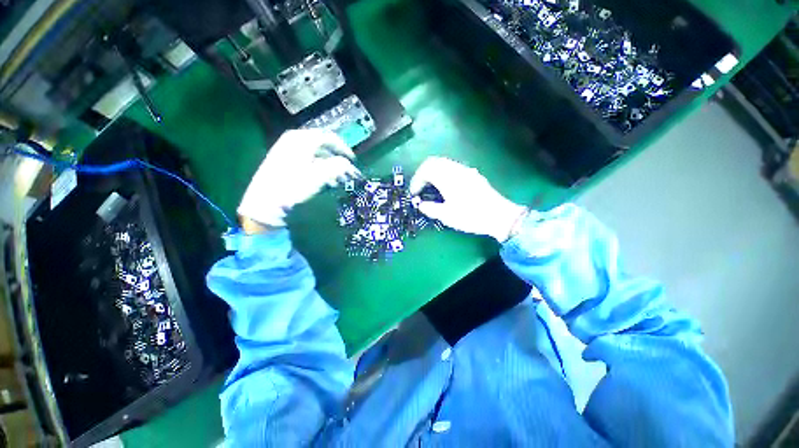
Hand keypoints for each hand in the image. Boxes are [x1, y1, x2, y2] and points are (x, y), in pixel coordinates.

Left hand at [238, 129, 359, 226]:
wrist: (264, 204)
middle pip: (322, 145)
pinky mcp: (282, 161)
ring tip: (336, 178)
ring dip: (329, 164)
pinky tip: (322, 180)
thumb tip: (351, 167)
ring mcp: (285, 150)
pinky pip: (306, 160)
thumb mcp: (320, 176)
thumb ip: (339, 167)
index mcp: (301, 139)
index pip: (329, 137)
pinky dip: (318, 167)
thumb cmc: (293, 188)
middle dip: (337, 157)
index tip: (353, 161)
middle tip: (346, 169)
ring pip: (314, 153)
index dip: (344, 149)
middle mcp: (293, 140)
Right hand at [409, 157, 526, 241]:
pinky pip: (453, 168)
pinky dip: (443, 173)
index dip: (416, 180)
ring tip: (431, 188)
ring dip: (433, 172)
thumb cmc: (471, 216)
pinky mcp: (473, 175)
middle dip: (423, 173)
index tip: (414, 193)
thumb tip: (421, 205)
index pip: (426, 170)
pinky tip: (446, 187)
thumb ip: (430, 209)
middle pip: (434, 162)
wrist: (499, 216)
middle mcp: (456, 169)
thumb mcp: (447, 216)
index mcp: (447, 178)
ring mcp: (466, 171)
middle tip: (420, 188)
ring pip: (444, 163)